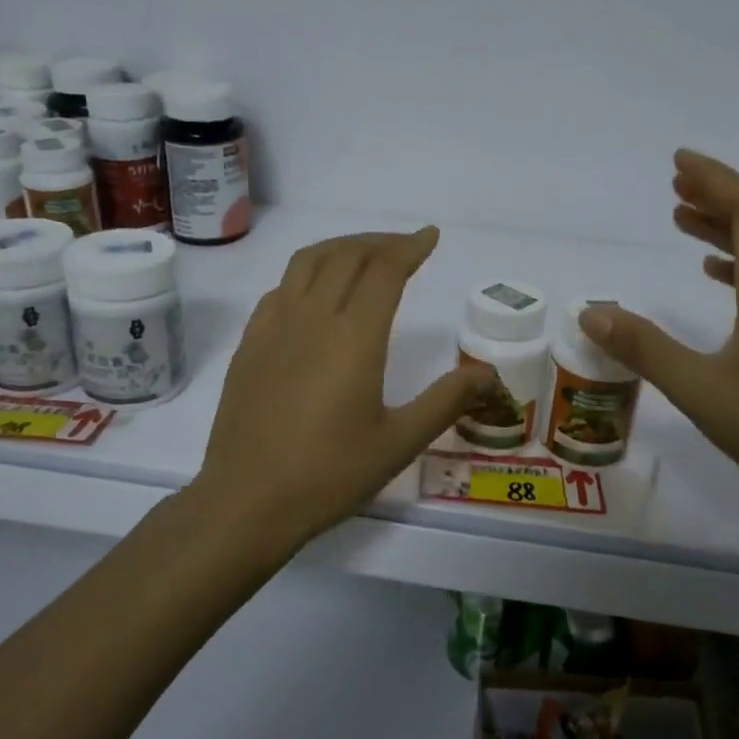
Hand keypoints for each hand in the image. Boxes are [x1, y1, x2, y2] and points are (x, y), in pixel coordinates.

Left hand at [195, 228, 495, 543]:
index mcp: (354, 336)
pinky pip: (281, 287)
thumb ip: (447, 400)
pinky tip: (315, 292)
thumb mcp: (400, 442)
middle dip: (381, 242)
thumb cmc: (329, 474)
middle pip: (348, 255)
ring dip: (342, 247)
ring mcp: (274, 327)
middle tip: (406, 246)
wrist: (246, 501)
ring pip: (308, 261)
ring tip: (364, 254)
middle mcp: (312, 317)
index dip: (410, 247)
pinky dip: (307, 272)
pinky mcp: (250, 343)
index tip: (430, 237)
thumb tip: (491, 373)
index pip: (385, 269)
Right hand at [576, 150, 738, 505]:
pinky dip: (734, 260)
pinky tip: (711, 271)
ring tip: (682, 215)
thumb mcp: (700, 388)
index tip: (678, 162)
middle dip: (717, 194)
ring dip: (723, 225)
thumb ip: (645, 348)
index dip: (715, 179)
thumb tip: (592, 312)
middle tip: (674, 182)